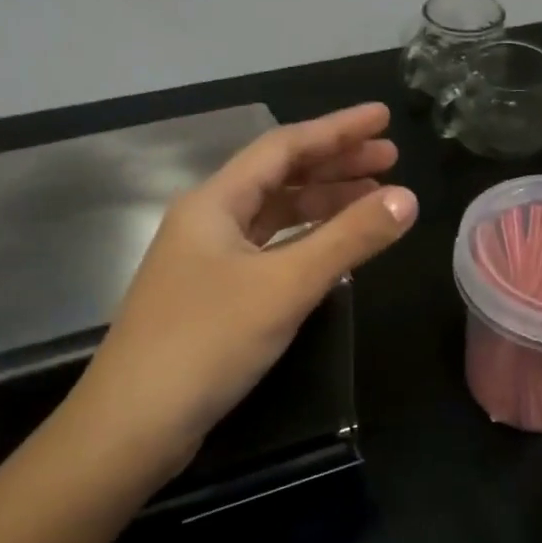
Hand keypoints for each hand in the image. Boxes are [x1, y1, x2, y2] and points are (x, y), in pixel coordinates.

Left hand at [67, 104, 417, 482]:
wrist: (134, 423)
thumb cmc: (206, 342)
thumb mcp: (285, 286)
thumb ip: (348, 240)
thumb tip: (406, 198)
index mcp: (214, 202)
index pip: (283, 147)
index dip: (337, 130)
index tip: (384, 119)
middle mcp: (207, 222)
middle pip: (278, 178)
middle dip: (335, 165)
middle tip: (389, 160)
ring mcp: (206, 261)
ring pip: (272, 218)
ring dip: (321, 205)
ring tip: (373, 202)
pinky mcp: (211, 298)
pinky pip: (267, 253)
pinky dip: (304, 245)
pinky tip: (332, 253)